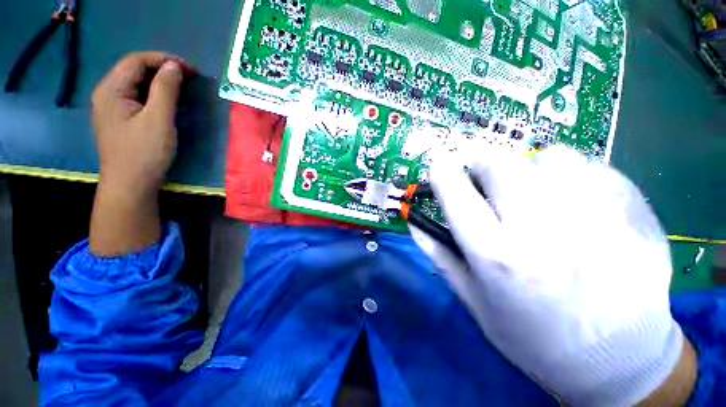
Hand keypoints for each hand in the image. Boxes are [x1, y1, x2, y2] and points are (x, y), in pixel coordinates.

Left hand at [92, 52, 186, 195]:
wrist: (130, 186)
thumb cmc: (144, 153)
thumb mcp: (159, 120)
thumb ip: (166, 90)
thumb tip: (175, 66)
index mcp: (111, 90)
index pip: (136, 60)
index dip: (164, 59)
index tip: (190, 69)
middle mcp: (107, 93)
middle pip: (134, 70)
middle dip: (162, 69)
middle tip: (189, 78)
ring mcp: (111, 107)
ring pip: (136, 83)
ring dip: (160, 82)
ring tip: (183, 88)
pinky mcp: (120, 118)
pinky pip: (137, 97)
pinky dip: (155, 94)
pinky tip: (168, 102)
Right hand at [413, 146, 694, 405]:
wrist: (617, 362)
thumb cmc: (533, 337)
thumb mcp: (473, 300)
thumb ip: (439, 253)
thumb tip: (413, 220)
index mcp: (497, 256)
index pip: (456, 194)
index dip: (442, 171)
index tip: (440, 165)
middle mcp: (544, 232)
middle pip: (501, 163)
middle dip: (483, 165)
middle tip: (486, 182)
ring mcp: (598, 218)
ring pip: (550, 157)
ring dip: (531, 169)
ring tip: (537, 195)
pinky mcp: (634, 215)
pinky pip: (593, 169)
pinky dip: (574, 178)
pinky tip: (579, 206)